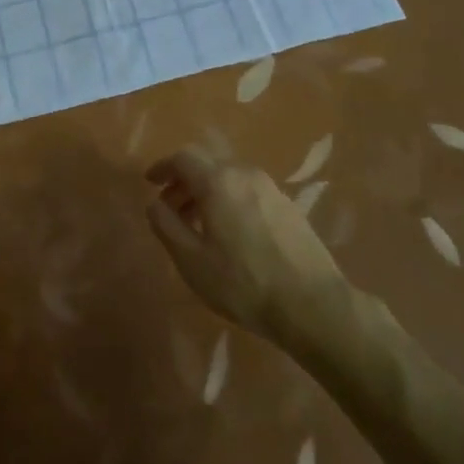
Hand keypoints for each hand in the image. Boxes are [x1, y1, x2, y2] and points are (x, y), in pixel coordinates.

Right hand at [145, 151, 344, 340]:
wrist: (313, 305)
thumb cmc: (243, 283)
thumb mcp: (192, 261)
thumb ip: (166, 225)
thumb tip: (154, 203)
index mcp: (217, 181)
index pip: (182, 158)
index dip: (162, 168)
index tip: (150, 183)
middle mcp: (244, 173)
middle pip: (206, 164)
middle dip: (183, 181)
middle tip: (171, 208)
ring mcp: (270, 187)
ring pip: (229, 177)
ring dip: (207, 191)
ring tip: (198, 224)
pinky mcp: (288, 205)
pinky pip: (248, 190)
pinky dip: (229, 199)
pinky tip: (230, 232)